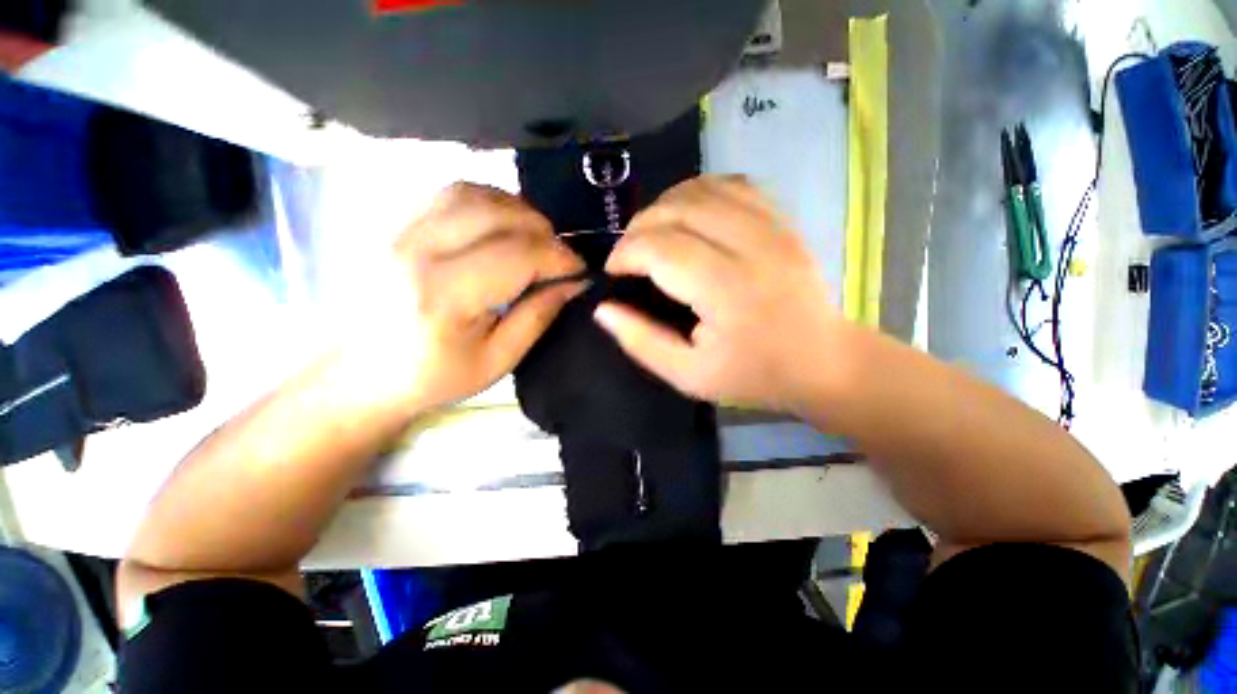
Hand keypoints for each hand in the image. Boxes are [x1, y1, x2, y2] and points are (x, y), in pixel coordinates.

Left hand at [362, 183, 584, 410]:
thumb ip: (538, 317)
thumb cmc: (434, 377)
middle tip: (559, 255)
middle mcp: (417, 251)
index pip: (518, 255)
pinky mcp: (393, 224)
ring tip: (534, 237)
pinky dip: (486, 202)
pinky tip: (500, 225)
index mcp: (445, 296)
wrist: (362, 374)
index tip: (580, 270)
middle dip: (543, 230)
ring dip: (516, 209)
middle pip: (497, 214)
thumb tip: (573, 284)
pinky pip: (448, 194)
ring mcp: (398, 231)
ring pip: (472, 193)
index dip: (560, 257)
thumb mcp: (498, 360)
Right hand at [594, 176, 846, 413]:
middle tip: (628, 256)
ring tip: (652, 236)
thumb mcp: (689, 375)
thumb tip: (603, 309)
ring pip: (701, 187)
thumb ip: (641, 342)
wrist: (822, 361)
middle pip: (677, 209)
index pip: (661, 248)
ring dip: (663, 205)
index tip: (613, 273)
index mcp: (728, 292)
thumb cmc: (753, 375)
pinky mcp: (781, 219)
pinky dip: (697, 192)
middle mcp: (752, 247)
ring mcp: (772, 226)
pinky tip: (687, 217)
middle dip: (638, 228)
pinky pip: (731, 184)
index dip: (625, 254)